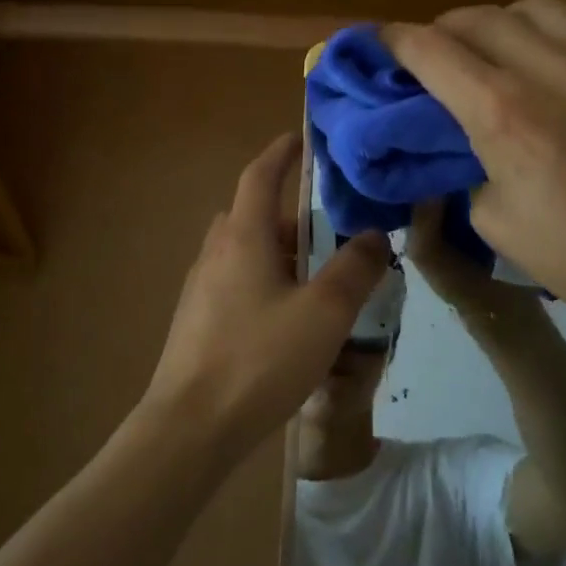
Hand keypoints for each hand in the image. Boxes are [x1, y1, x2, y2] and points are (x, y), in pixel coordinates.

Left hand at [146, 133, 391, 449]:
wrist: (190, 426)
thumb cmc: (260, 358)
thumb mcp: (324, 313)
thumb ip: (355, 270)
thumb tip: (375, 235)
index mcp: (243, 237)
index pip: (259, 176)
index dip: (280, 153)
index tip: (298, 138)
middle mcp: (216, 253)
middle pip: (250, 214)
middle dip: (286, 212)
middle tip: (325, 226)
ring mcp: (200, 288)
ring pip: (242, 251)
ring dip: (275, 250)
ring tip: (313, 275)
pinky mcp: (196, 321)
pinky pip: (234, 282)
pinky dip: (262, 280)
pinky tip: (285, 318)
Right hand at [384, 0, 565, 343]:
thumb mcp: (494, 222)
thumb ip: (471, 165)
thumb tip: (472, 139)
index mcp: (499, 112)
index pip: (428, 50)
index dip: (396, 40)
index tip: (386, 42)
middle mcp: (547, 66)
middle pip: (477, 17)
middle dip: (448, 32)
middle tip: (449, 55)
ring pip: (538, 5)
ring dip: (512, 25)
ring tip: (519, 51)